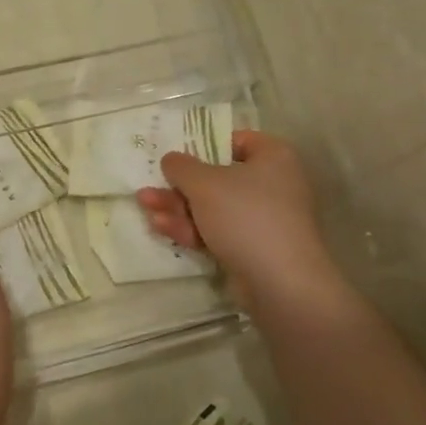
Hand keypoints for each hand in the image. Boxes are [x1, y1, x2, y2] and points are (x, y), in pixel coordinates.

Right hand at [137, 131, 344, 320]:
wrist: (281, 283)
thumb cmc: (245, 216)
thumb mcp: (204, 184)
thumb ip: (182, 166)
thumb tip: (172, 159)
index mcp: (273, 157)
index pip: (237, 140)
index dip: (205, 145)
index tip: (178, 155)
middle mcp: (273, 184)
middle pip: (217, 178)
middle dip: (179, 185)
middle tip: (150, 186)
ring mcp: (264, 219)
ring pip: (213, 207)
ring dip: (178, 207)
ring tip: (145, 206)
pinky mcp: (254, 248)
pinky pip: (218, 231)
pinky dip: (192, 228)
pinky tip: (161, 227)